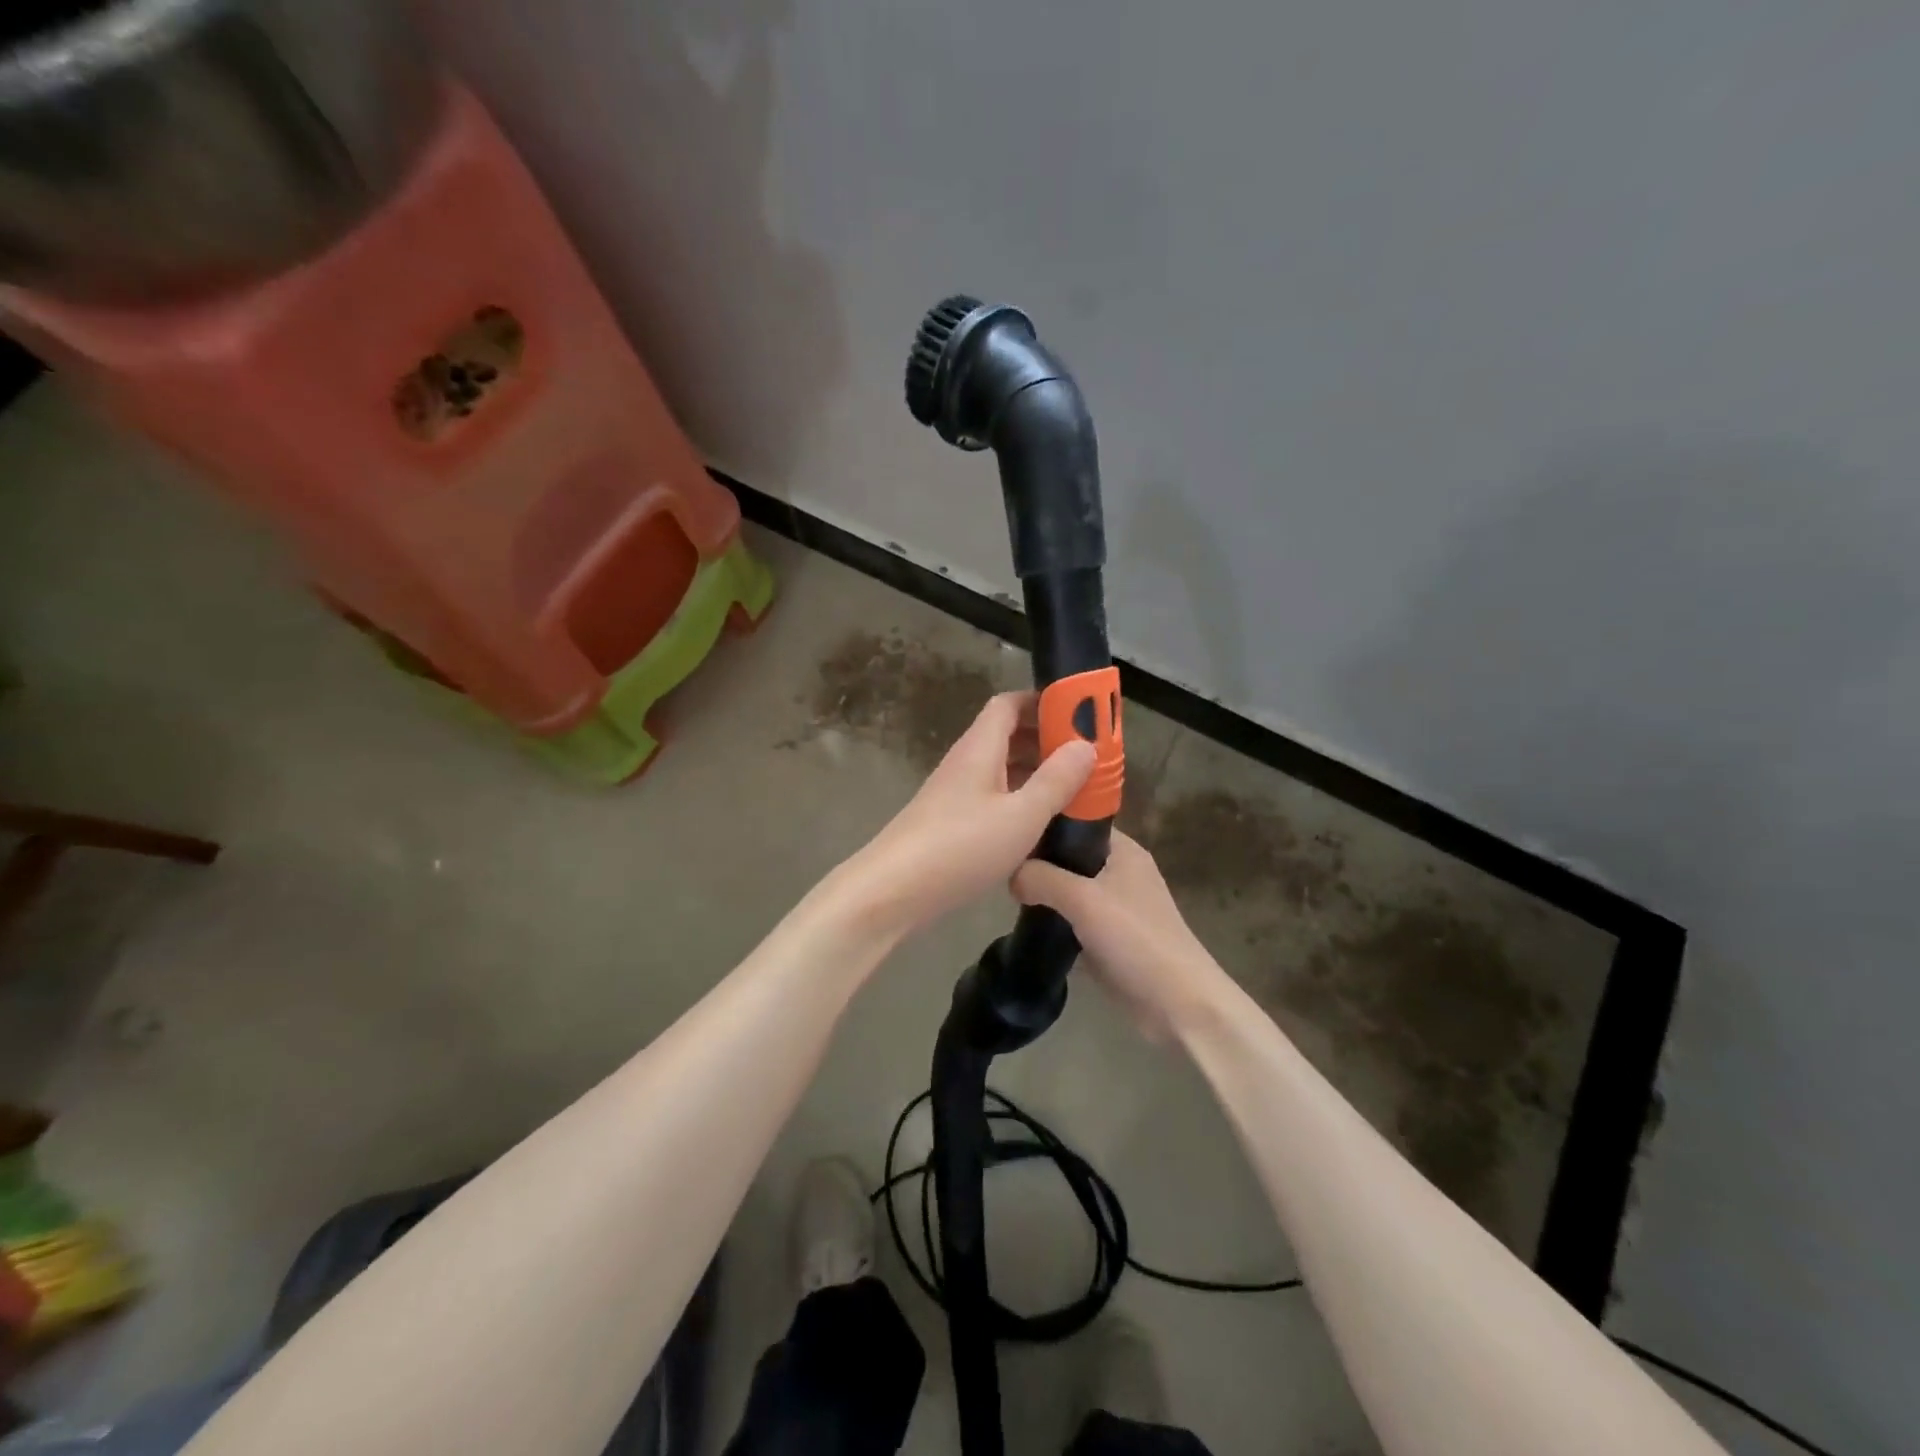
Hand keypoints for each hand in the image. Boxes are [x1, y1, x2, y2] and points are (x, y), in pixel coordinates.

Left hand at [836, 692, 1094, 941]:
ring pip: (1001, 769)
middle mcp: (966, 762)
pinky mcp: (951, 822)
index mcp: (980, 748)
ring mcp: (955, 793)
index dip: (1042, 702)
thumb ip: (1056, 780)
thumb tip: (1085, 744)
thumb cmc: (961, 846)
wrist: (894, 890)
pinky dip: (1019, 799)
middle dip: (1046, 739)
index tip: (1079, 713)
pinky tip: (1041, 822)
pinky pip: (992, 796)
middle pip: (1006, 735)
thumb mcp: (1021, 815)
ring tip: (1075, 788)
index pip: (1009, 704)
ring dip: (1035, 772)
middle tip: (1087, 755)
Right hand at [1012, 831, 1226, 1040]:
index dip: (1046, 825)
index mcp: (1123, 851)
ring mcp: (1116, 908)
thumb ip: (1043, 879)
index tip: (1011, 834)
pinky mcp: (1109, 939)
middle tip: (1004, 870)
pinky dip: (1055, 923)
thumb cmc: (1135, 938)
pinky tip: (1026, 927)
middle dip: (1039, 864)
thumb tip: (1011, 874)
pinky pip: (1073, 921)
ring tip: (1008, 897)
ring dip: (1045, 896)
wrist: (1177, 1003)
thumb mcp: (1083, 899)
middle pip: (1070, 858)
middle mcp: (1120, 873)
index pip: (1078, 823)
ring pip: (1070, 892)